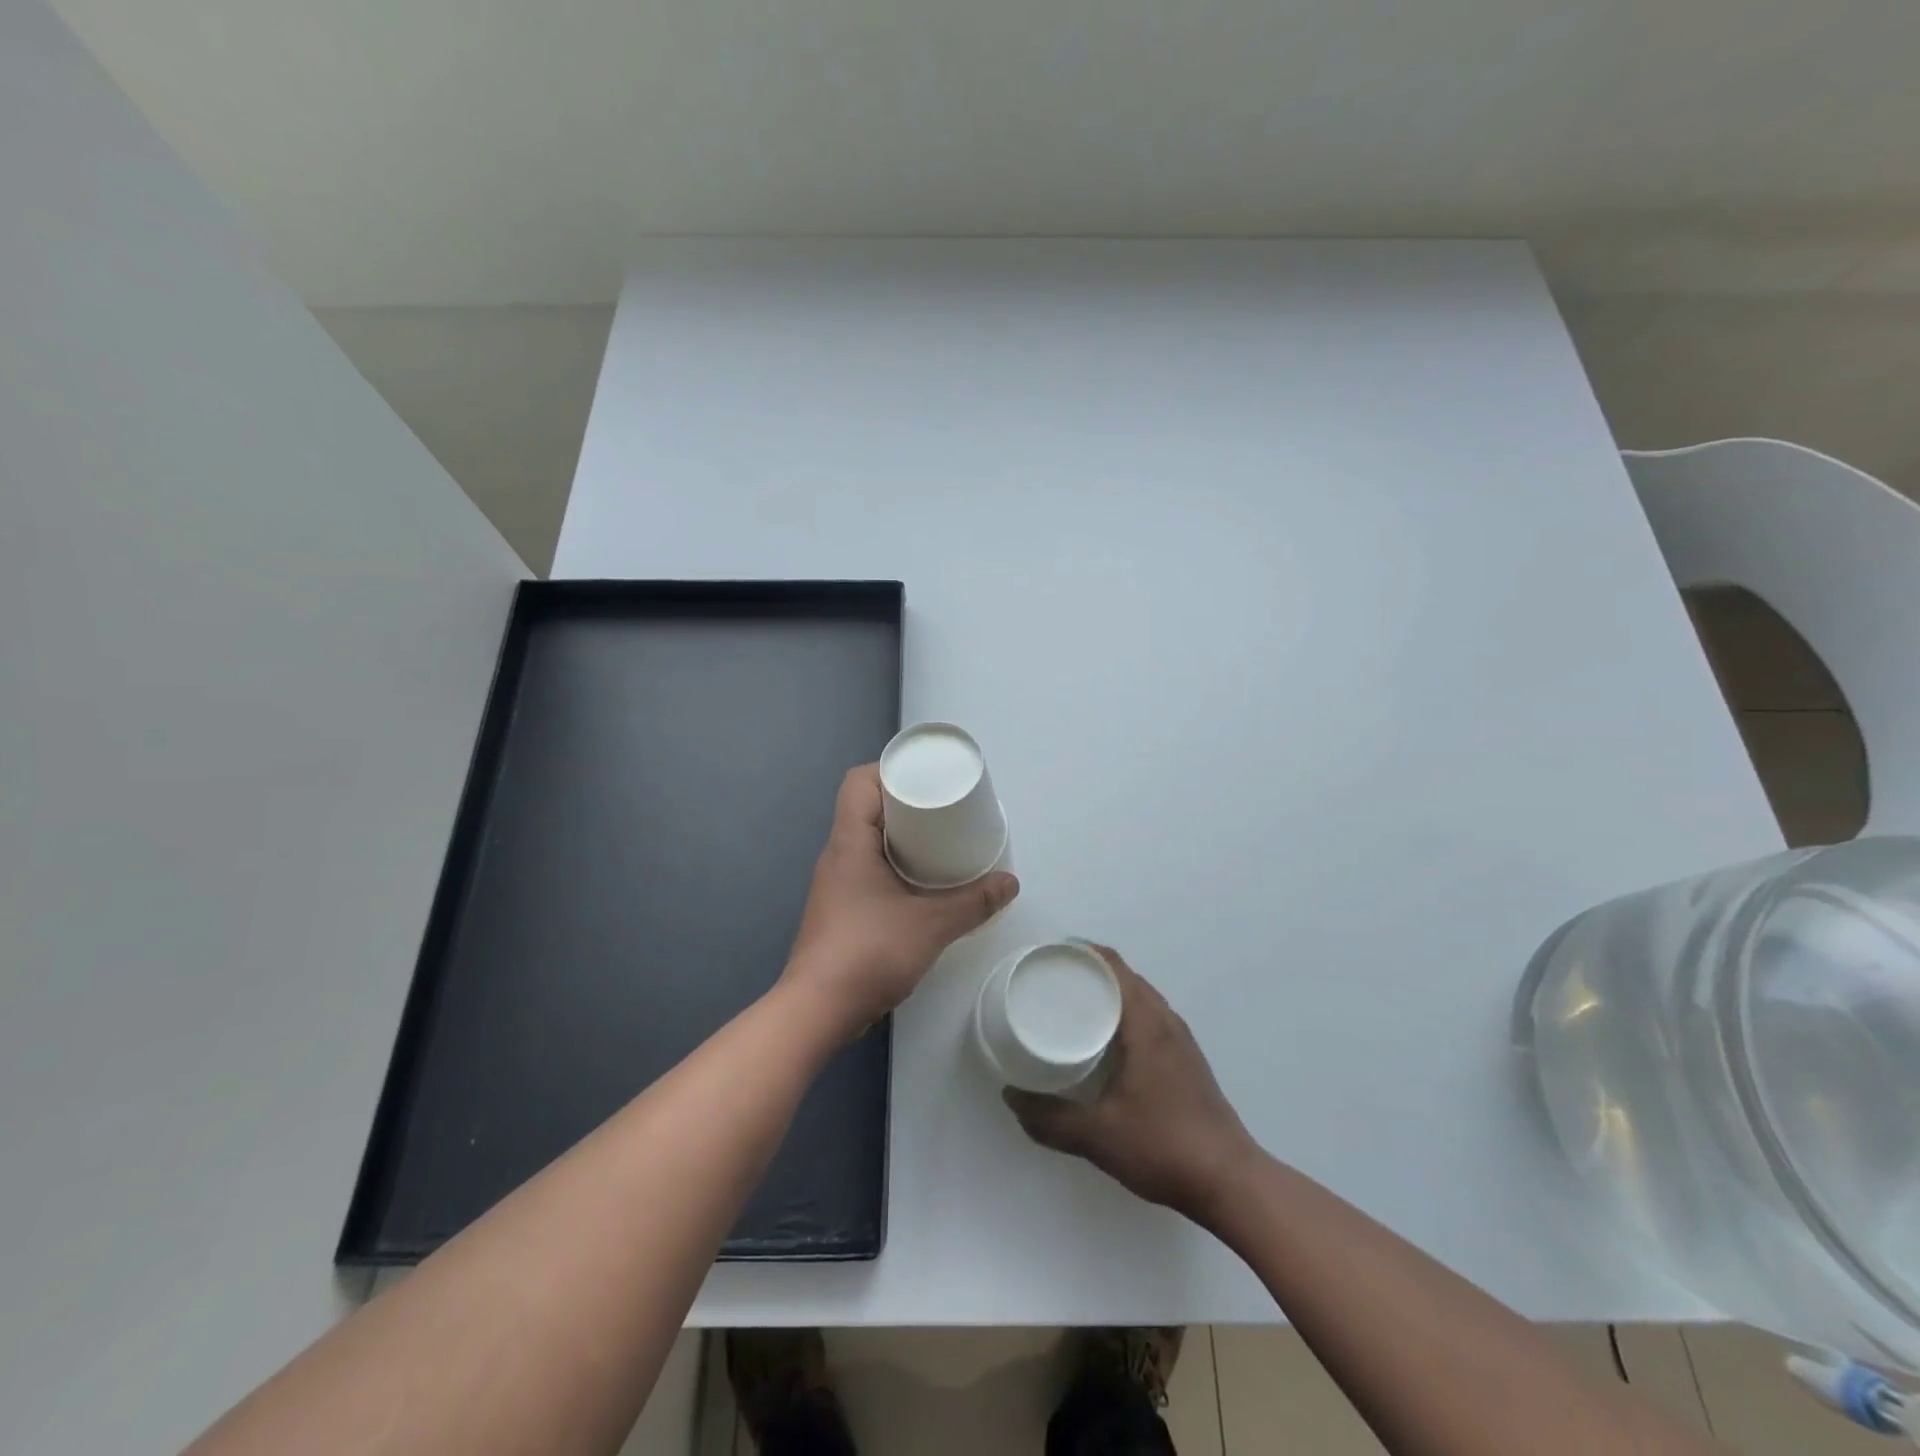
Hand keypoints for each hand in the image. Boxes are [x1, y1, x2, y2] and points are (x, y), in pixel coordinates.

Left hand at [785, 765, 1019, 1034]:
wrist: (818, 1009)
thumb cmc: (869, 952)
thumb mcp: (931, 925)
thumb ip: (973, 903)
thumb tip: (1010, 883)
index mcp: (850, 842)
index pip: (858, 782)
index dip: (889, 771)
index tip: (925, 779)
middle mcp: (837, 855)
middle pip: (866, 809)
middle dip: (904, 804)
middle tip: (943, 810)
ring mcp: (835, 884)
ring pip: (867, 842)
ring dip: (900, 838)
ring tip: (939, 843)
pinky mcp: (840, 910)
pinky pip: (867, 870)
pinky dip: (894, 866)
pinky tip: (921, 885)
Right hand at [1003, 946, 1255, 1221]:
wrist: (1230, 1182)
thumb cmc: (1164, 1146)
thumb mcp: (1098, 1135)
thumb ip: (1051, 1118)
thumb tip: (1010, 1097)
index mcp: (1147, 1024)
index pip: (1114, 966)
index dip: (1082, 953)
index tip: (1049, 956)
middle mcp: (1166, 1022)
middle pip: (1126, 977)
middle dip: (1089, 971)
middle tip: (1050, 981)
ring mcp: (1181, 1041)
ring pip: (1140, 998)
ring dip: (1109, 993)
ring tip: (1072, 1005)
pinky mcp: (1186, 1060)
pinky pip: (1150, 1017)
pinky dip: (1124, 1013)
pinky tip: (1105, 1041)